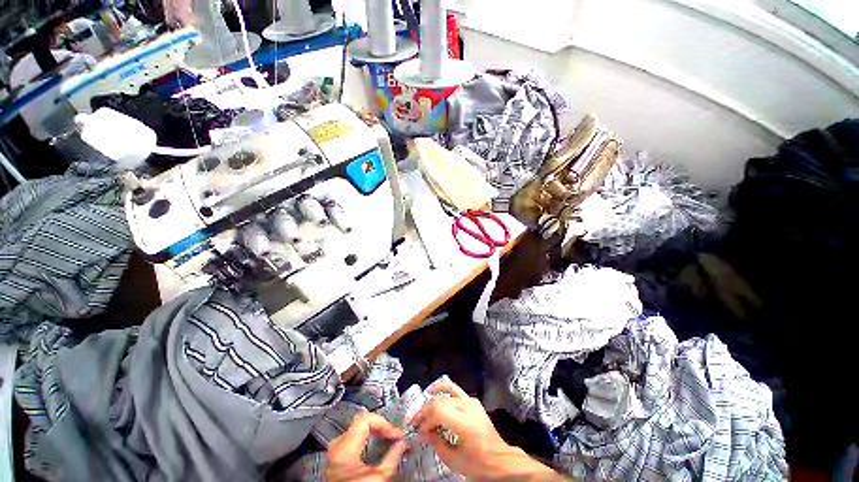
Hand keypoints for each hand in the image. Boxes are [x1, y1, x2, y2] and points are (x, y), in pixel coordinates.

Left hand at [326, 412, 407, 481]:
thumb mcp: (378, 477)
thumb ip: (392, 458)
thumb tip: (402, 444)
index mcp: (345, 447)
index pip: (366, 419)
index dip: (384, 423)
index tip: (396, 433)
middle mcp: (337, 446)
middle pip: (362, 422)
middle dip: (380, 426)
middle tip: (393, 434)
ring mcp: (335, 452)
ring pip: (357, 429)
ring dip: (374, 432)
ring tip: (387, 438)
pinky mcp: (337, 458)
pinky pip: (353, 438)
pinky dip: (367, 438)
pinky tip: (375, 445)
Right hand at [410, 381, 565, 480]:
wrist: (499, 459)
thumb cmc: (477, 463)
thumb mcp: (454, 460)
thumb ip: (436, 443)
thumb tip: (423, 431)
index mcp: (465, 423)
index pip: (438, 411)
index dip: (425, 419)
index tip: (419, 430)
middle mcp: (468, 407)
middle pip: (440, 401)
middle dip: (426, 411)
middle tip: (416, 421)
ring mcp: (472, 401)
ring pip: (447, 390)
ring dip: (433, 397)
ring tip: (422, 405)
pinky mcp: (473, 400)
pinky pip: (455, 390)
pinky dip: (443, 390)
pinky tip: (435, 394)